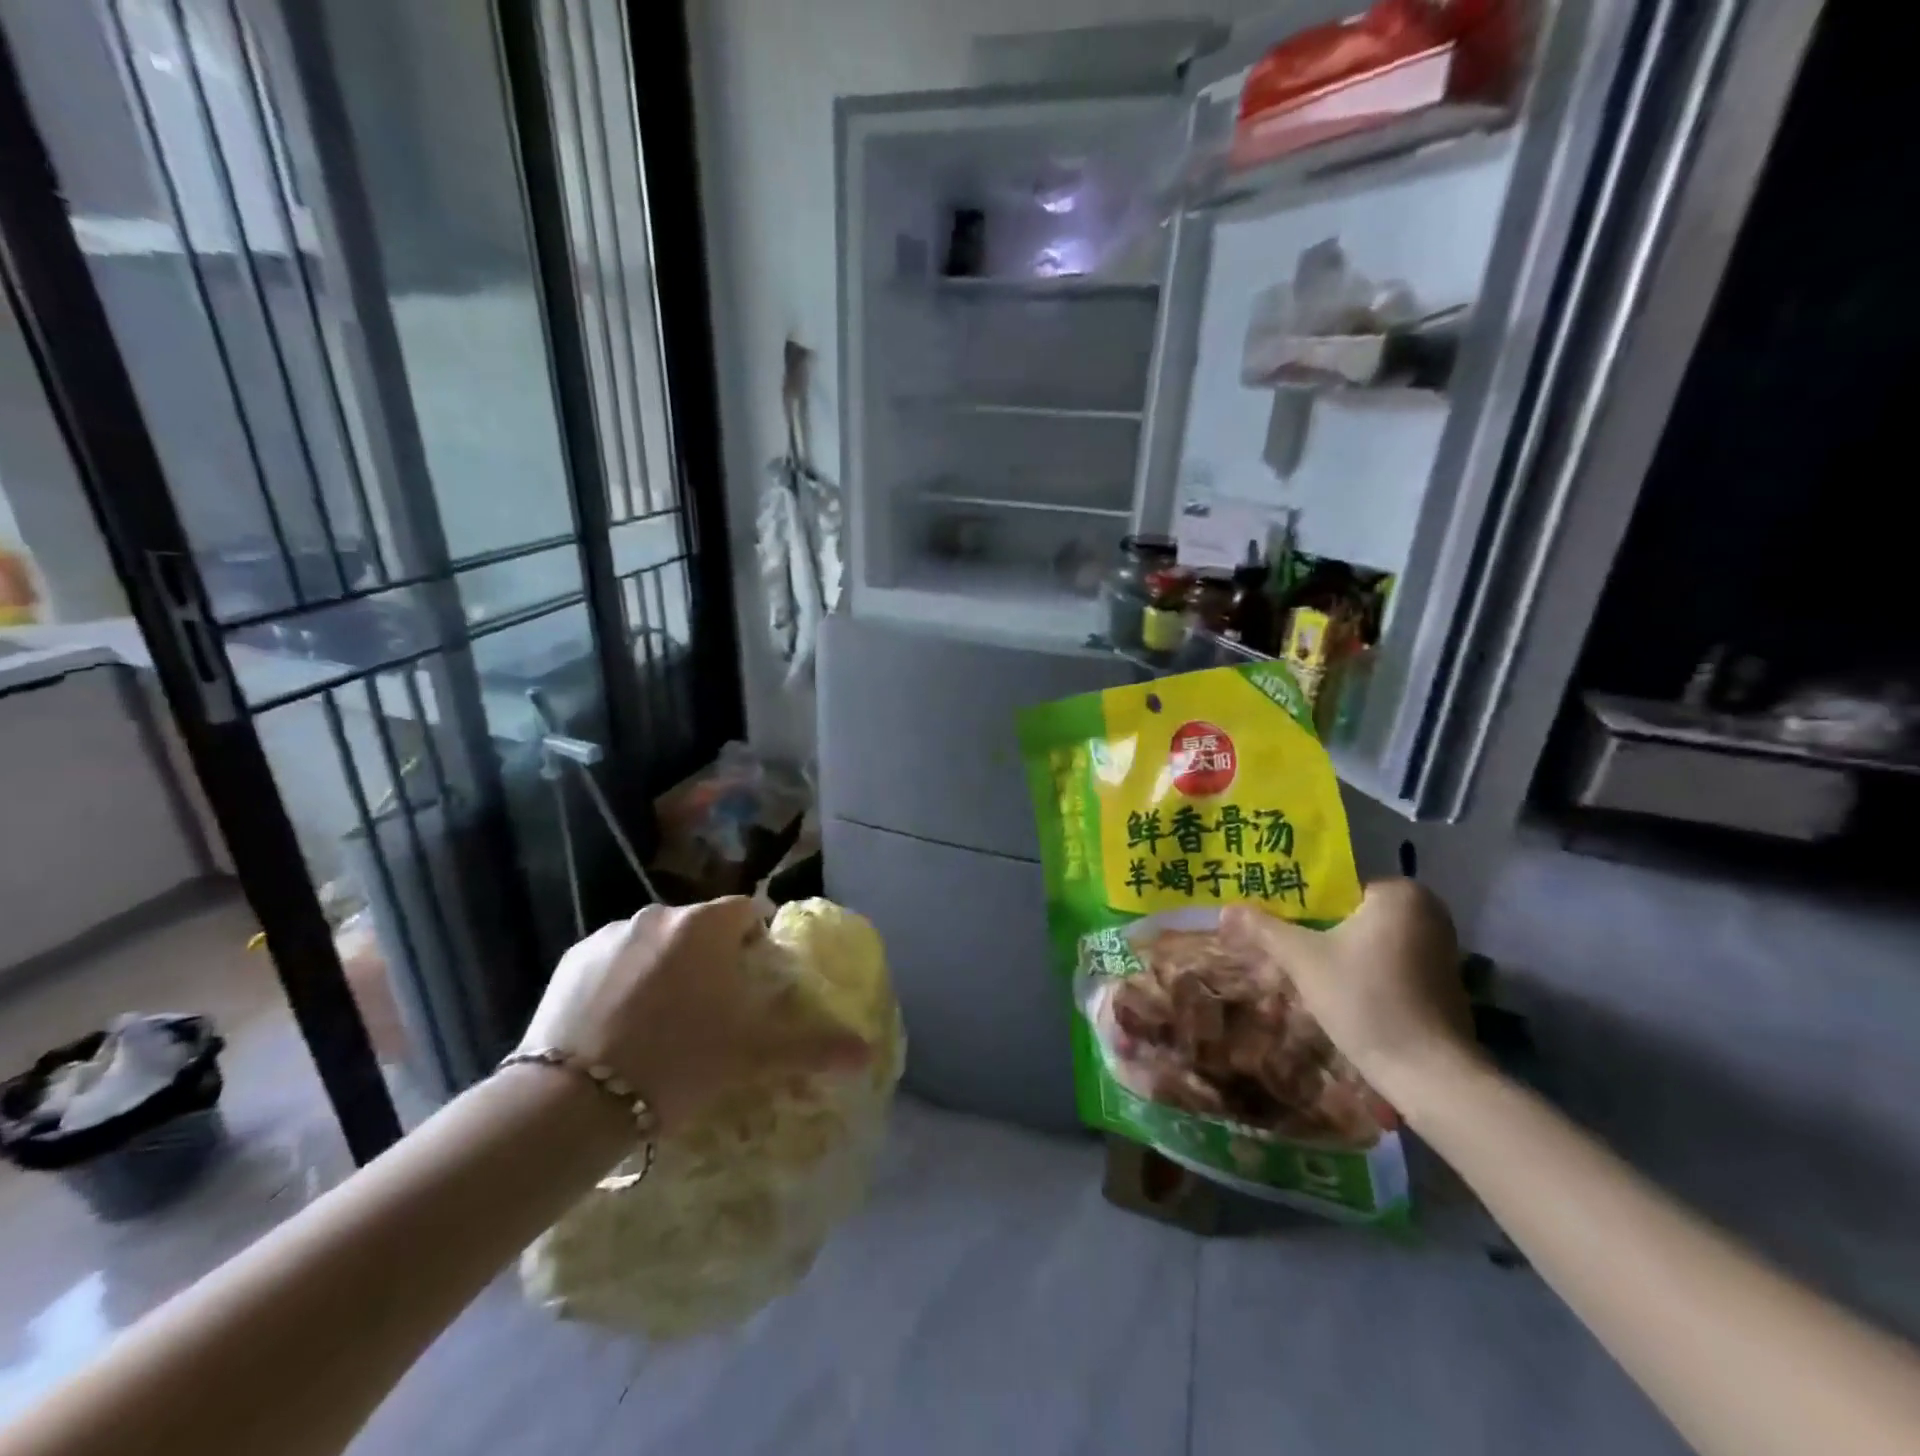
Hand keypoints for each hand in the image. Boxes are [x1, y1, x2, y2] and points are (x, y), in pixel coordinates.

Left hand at [519, 897, 868, 1133]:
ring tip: (660, 1022)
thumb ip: (814, 1045)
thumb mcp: (753, 1054)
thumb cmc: (679, 1060)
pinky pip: (613, 959)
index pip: (747, 912)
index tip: (752, 982)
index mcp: (707, 924)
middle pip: (700, 926)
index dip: (755, 943)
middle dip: (710, 956)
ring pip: (655, 942)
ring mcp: (611, 933)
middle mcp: (661, 913)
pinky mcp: (572, 959)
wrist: (574, 1101)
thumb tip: (867, 1051)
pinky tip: (616, 1025)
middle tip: (710, 1010)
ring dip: (665, 966)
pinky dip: (622, 979)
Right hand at [1219, 879, 1478, 1103]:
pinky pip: (1384, 960)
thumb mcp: (1304, 960)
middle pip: (1348, 913)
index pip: (1332, 885)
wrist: (1430, 1074)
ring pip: (1365, 939)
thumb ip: (1265, 928)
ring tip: (1293, 967)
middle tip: (1274, 945)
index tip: (1267, 918)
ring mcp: (1438, 947)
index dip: (1294, 901)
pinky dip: (1357, 969)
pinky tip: (1331, 989)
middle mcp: (1426, 910)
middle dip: (1311, 929)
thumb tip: (1225, 908)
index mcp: (1399, 893)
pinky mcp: (1439, 980)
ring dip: (1331, 951)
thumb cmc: (1366, 1000)